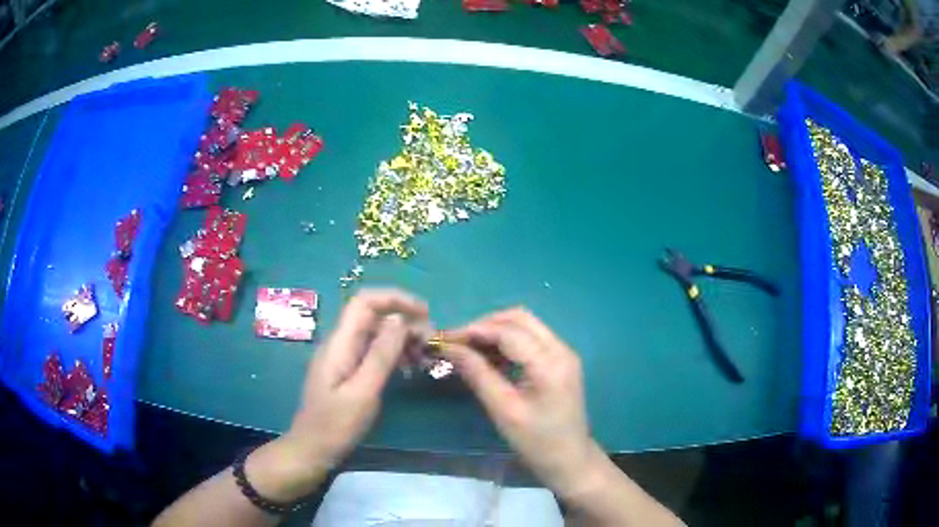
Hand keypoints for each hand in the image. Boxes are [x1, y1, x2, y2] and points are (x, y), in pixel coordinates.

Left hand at [249, 289, 428, 500]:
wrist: (312, 449)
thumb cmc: (336, 425)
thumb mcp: (363, 392)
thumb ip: (380, 355)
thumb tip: (399, 320)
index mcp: (340, 343)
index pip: (364, 302)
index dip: (395, 298)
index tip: (424, 312)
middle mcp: (340, 343)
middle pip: (372, 316)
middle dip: (403, 320)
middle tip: (430, 342)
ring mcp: (343, 357)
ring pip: (375, 333)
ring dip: (401, 338)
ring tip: (424, 355)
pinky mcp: (347, 371)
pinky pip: (373, 351)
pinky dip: (393, 353)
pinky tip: (409, 367)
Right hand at [441, 308, 604, 498]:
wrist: (570, 460)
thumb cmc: (537, 442)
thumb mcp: (504, 410)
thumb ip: (478, 374)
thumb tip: (450, 348)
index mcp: (551, 363)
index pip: (509, 331)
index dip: (475, 330)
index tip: (445, 339)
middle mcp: (561, 349)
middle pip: (519, 318)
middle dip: (485, 325)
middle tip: (457, 341)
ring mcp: (563, 353)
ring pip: (525, 325)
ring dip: (495, 331)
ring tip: (467, 348)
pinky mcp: (559, 361)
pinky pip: (530, 339)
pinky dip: (507, 341)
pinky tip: (488, 357)